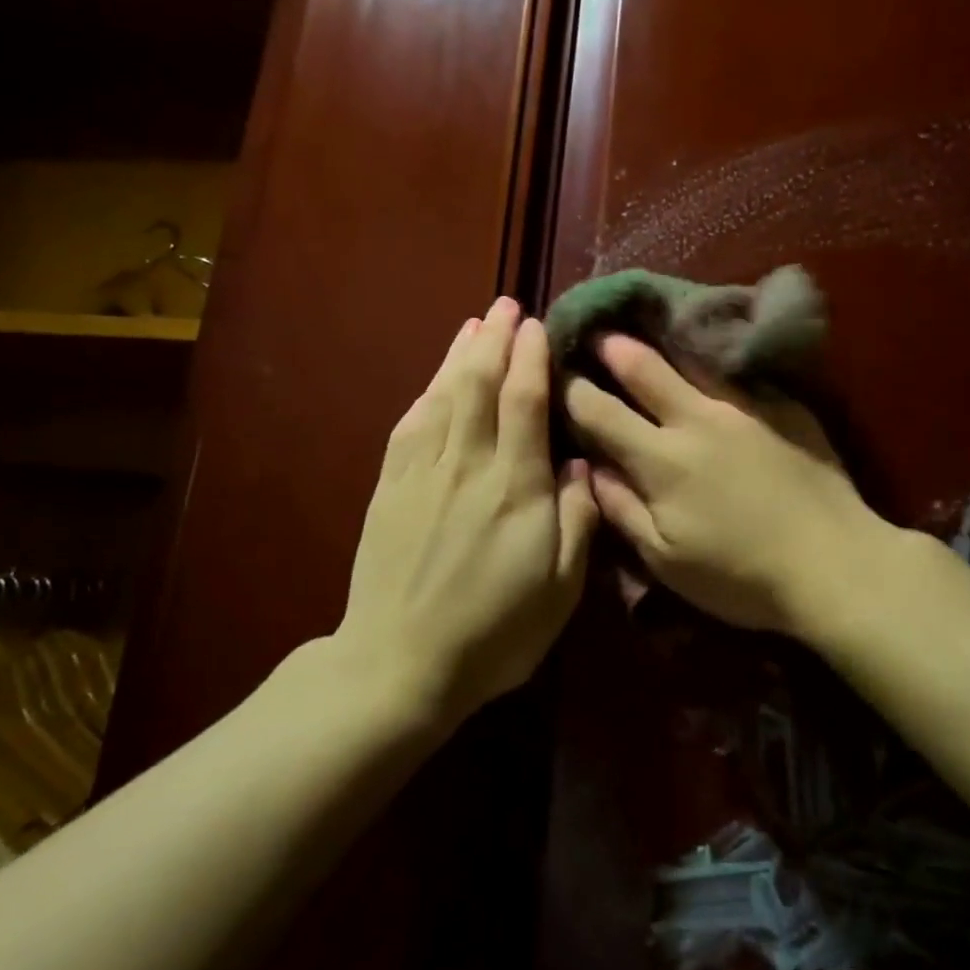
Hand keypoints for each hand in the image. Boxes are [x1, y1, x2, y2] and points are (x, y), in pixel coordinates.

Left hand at [337, 298, 598, 719]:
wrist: (400, 664)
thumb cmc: (495, 632)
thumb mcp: (560, 588)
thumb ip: (577, 518)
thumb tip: (579, 461)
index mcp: (516, 488)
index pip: (524, 402)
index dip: (530, 357)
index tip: (536, 325)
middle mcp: (468, 466)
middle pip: (479, 384)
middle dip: (493, 339)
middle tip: (505, 305)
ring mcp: (422, 473)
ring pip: (443, 396)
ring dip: (459, 355)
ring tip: (473, 325)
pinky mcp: (390, 488)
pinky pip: (410, 426)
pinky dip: (426, 393)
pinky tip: (435, 381)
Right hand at [564, 334, 894, 638]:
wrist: (835, 563)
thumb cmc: (740, 575)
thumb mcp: (666, 559)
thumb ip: (622, 509)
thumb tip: (591, 469)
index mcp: (660, 459)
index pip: (599, 412)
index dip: (572, 391)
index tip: (558, 376)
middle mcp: (696, 419)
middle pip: (643, 369)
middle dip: (612, 348)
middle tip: (597, 332)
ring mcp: (743, 406)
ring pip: (691, 361)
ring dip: (662, 344)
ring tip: (646, 327)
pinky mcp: (782, 406)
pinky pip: (737, 374)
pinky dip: (712, 361)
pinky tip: (710, 355)